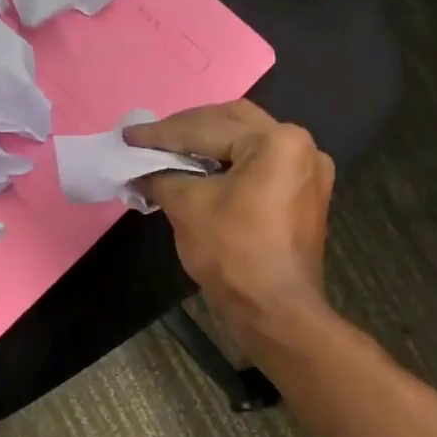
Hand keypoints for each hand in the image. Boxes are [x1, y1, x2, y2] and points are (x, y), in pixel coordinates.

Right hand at [126, 100, 335, 349]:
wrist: (276, 313)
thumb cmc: (234, 255)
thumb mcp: (188, 208)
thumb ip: (161, 177)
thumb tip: (140, 170)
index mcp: (277, 141)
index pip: (207, 127)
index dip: (162, 133)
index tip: (128, 135)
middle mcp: (301, 146)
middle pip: (233, 123)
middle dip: (188, 130)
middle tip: (150, 139)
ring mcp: (308, 172)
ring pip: (248, 144)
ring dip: (209, 145)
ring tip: (170, 153)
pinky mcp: (304, 196)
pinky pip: (261, 167)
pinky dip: (229, 166)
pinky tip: (200, 173)